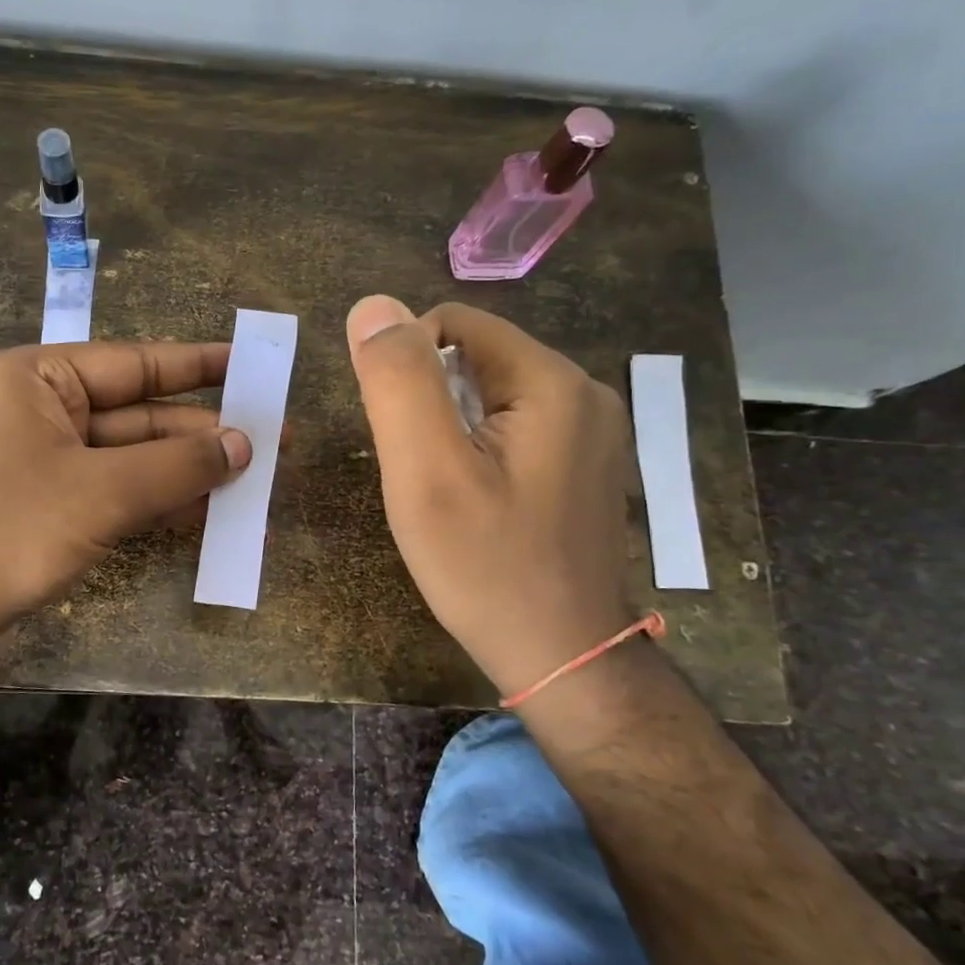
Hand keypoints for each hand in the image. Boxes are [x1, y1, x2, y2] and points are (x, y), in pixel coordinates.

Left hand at [0, 341, 251, 636]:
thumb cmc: (6, 528)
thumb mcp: (101, 490)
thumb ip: (177, 465)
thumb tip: (244, 445)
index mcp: (36, 377)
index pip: (134, 362)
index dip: (198, 366)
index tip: (251, 366)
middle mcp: (38, 411)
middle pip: (137, 415)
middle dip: (202, 434)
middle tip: (272, 442)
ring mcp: (41, 464)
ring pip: (130, 460)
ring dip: (186, 474)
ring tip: (254, 482)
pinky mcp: (46, 510)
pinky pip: (114, 495)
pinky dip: (157, 504)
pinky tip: (208, 514)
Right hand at [346, 295, 636, 696]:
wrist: (562, 657)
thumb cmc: (486, 567)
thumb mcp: (426, 472)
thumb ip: (398, 381)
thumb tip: (373, 307)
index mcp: (551, 381)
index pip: (453, 323)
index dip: (406, 367)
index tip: (400, 437)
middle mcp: (583, 392)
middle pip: (474, 358)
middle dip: (429, 403)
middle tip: (421, 474)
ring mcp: (590, 432)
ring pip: (490, 395)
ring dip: (450, 429)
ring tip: (445, 492)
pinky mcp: (583, 465)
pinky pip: (513, 428)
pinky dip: (477, 450)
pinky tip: (475, 502)